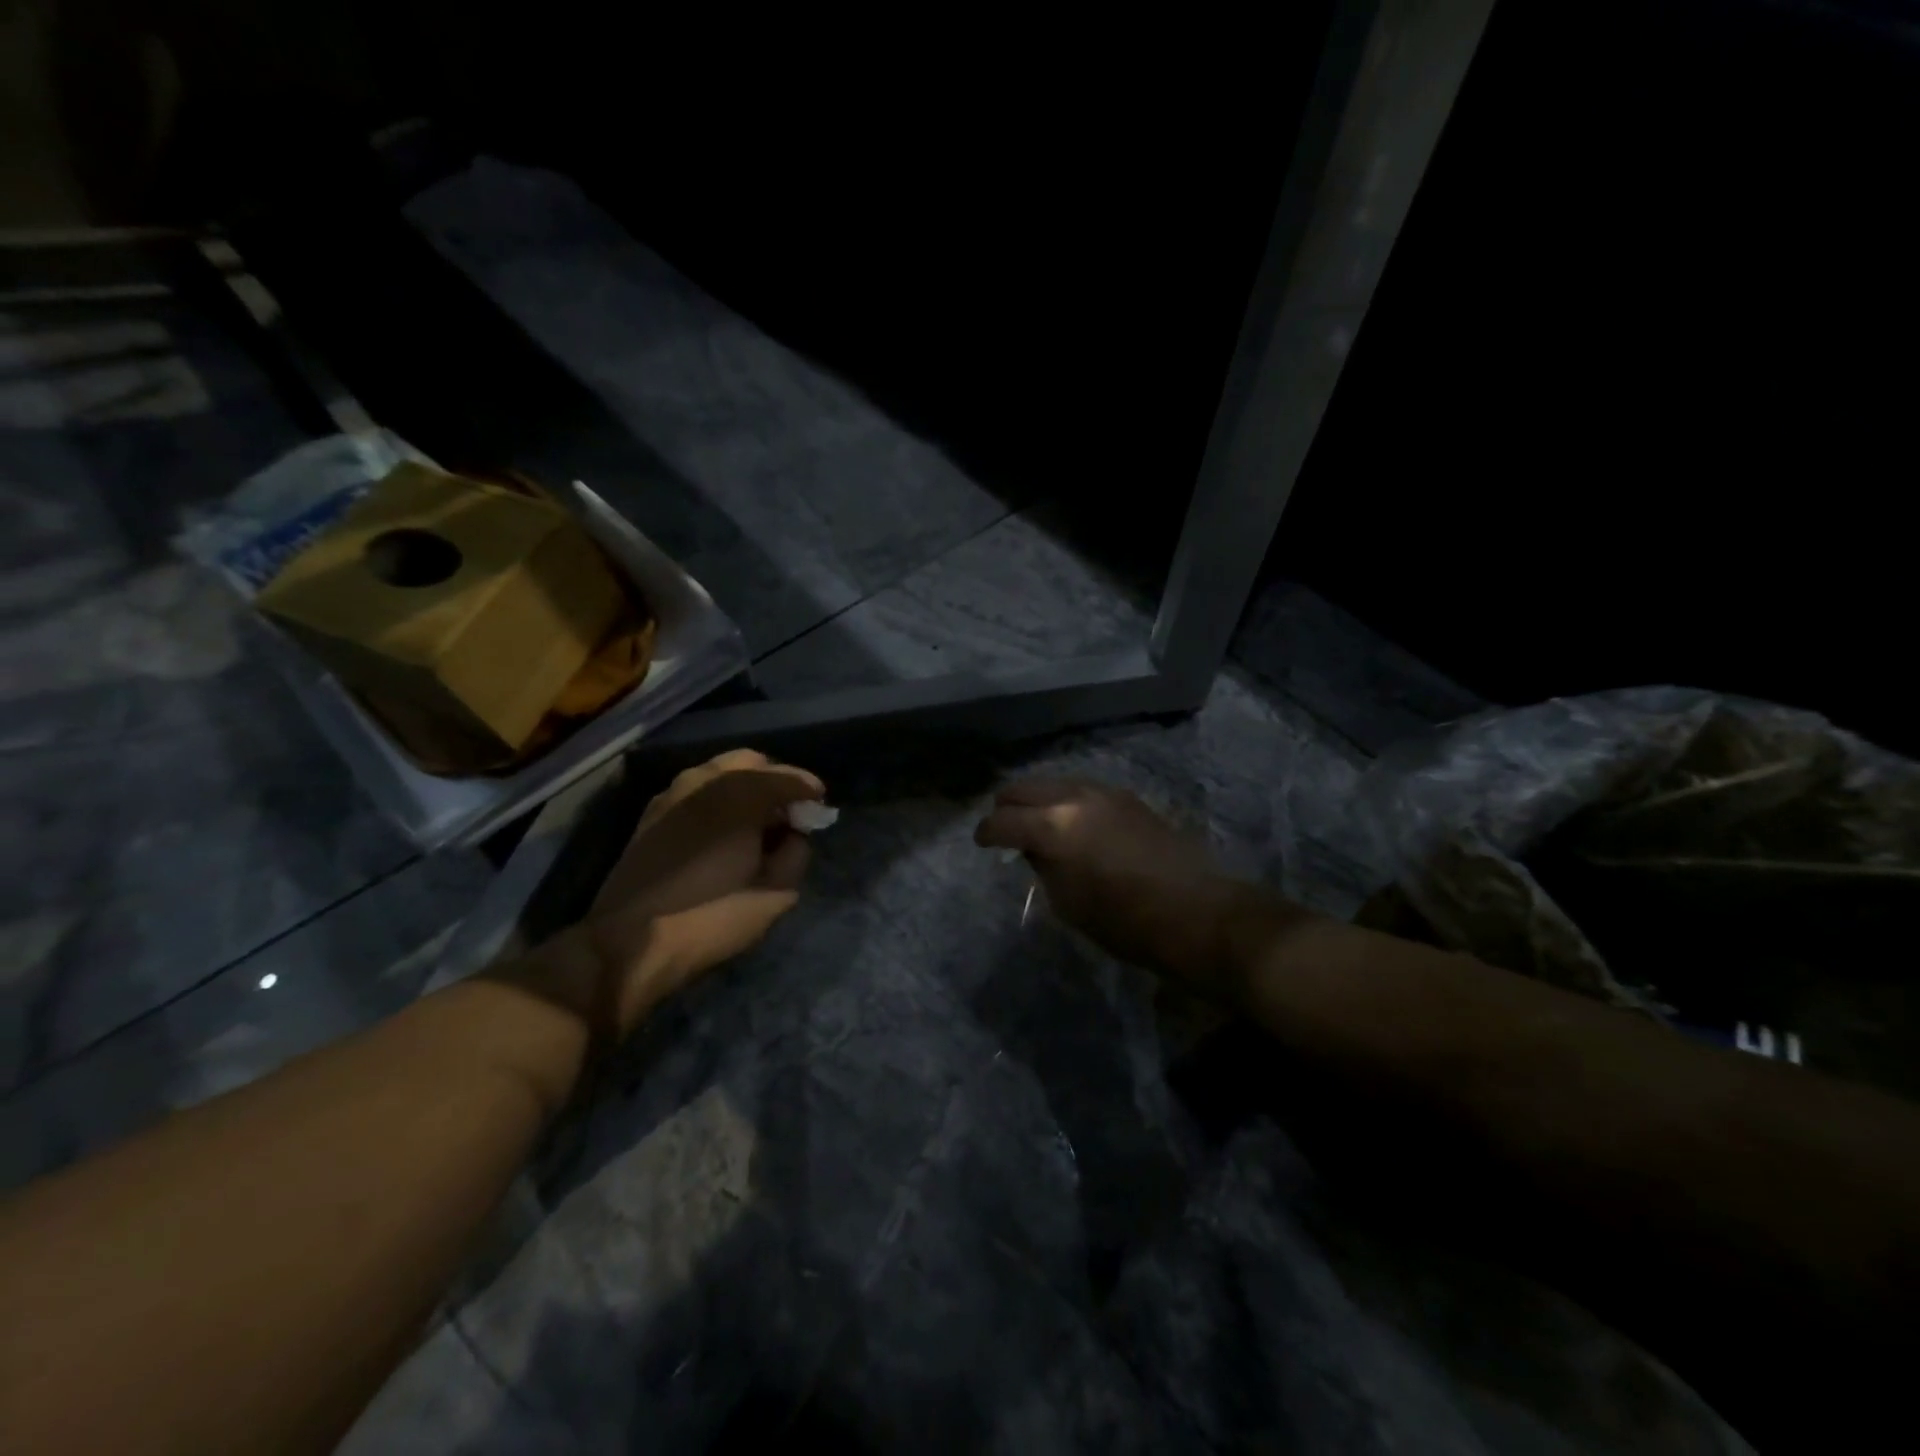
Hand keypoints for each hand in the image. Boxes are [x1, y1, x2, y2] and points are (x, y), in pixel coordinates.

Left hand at [526, 750, 824, 1041]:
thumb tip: (792, 836)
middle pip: (752, 763)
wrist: (629, 942)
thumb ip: (795, 854)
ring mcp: (673, 794)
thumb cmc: (713, 915)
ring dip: (745, 787)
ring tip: (756, 822)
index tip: (821, 806)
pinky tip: (724, 831)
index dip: (809, 790)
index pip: (787, 777)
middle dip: (776, 781)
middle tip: (788, 813)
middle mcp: (705, 780)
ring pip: (720, 773)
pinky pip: (696, 791)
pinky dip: (718, 799)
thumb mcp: (776, 894)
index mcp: (741, 793)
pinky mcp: (651, 814)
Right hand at [974, 778, 1237, 981]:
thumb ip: (1042, 866)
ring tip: (1036, 824)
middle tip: (1003, 829)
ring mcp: (1104, 792)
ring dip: (1038, 800)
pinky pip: (1082, 790)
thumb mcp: (1067, 902)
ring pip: (1054, 783)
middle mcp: (1074, 797)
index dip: (985, 833)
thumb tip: (1033, 849)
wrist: (1196, 912)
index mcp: (1053, 826)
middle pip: (1023, 788)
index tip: (981, 842)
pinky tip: (1072, 822)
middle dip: (1006, 808)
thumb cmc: (1125, 921)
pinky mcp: (1127, 798)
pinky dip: (1066, 801)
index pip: (1002, 820)